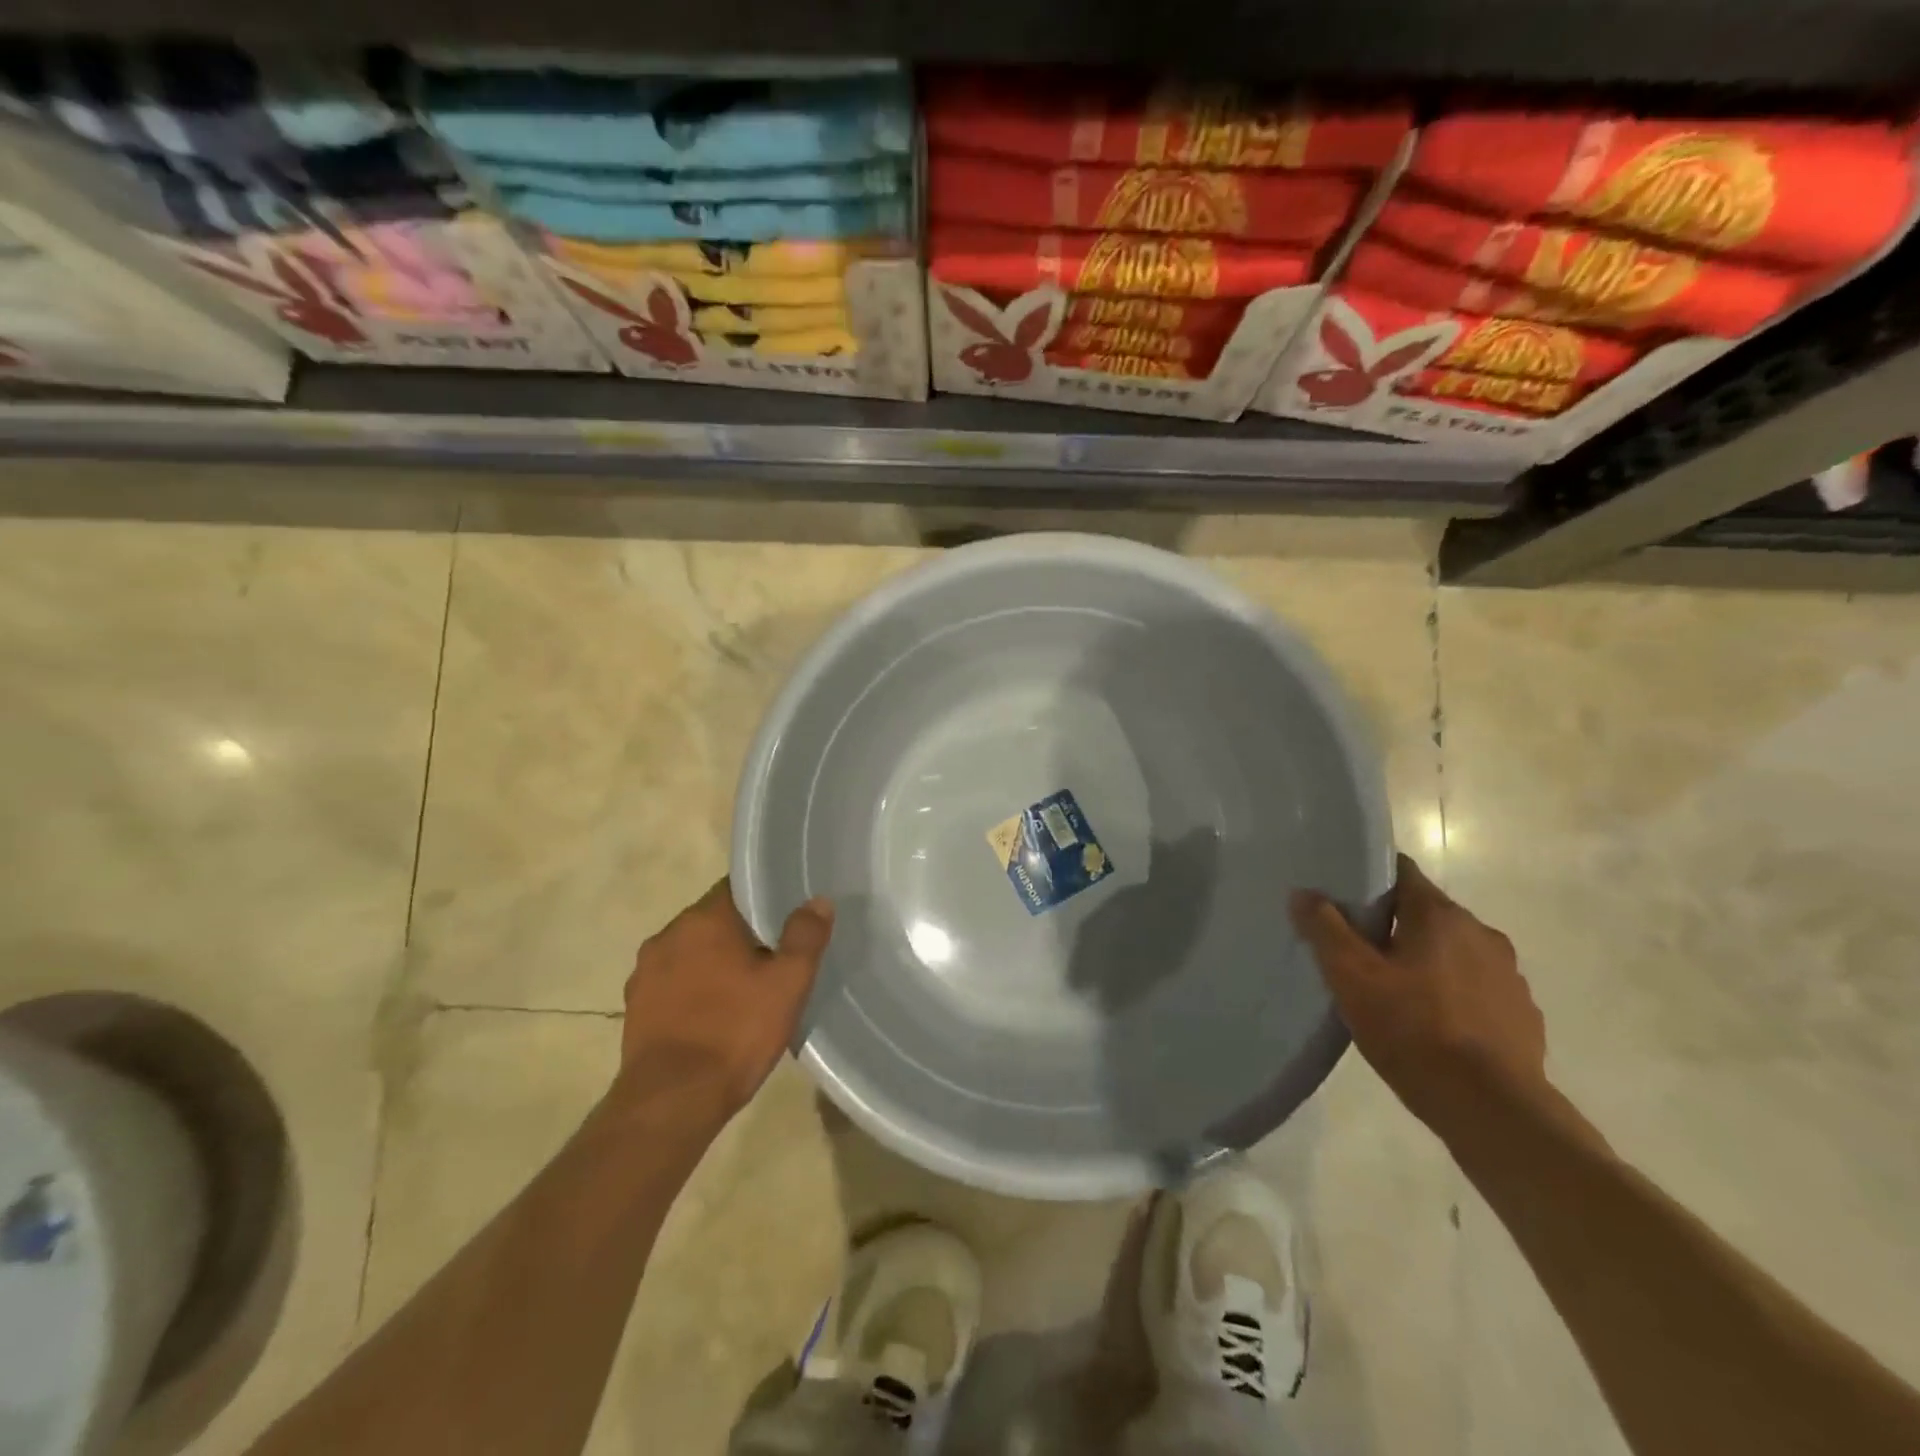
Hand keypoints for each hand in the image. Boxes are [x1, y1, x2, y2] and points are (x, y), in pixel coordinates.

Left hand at [617, 879, 833, 1124]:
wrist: (671, 1102)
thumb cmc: (735, 1033)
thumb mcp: (787, 984)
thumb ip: (805, 937)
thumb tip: (817, 901)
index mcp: (704, 919)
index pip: (738, 888)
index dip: (765, 898)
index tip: (788, 915)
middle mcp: (668, 934)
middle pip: (713, 920)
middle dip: (742, 933)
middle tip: (775, 954)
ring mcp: (645, 971)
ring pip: (692, 951)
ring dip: (715, 961)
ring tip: (745, 987)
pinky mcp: (635, 1006)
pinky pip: (674, 982)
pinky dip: (694, 988)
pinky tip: (714, 1014)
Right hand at [1289, 855, 1548, 1146]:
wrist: (1492, 1110)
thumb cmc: (1412, 1030)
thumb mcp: (1351, 977)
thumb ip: (1325, 929)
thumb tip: (1304, 893)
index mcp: (1439, 915)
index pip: (1402, 871)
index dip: (1370, 878)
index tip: (1344, 898)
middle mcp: (1481, 933)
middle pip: (1427, 912)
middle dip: (1394, 925)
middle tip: (1359, 952)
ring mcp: (1508, 975)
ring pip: (1454, 951)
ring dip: (1427, 961)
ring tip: (1395, 993)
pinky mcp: (1522, 1014)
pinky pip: (1478, 988)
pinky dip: (1455, 995)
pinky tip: (1433, 1025)